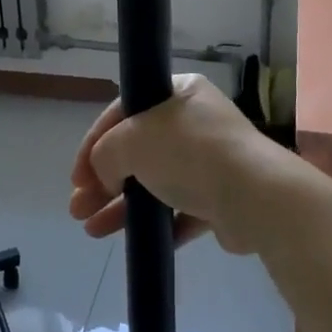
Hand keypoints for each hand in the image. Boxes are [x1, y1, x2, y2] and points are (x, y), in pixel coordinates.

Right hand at [67, 74, 297, 254]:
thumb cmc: (190, 153)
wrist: (255, 197)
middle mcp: (194, 121)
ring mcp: (210, 160)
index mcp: (177, 92)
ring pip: (154, 182)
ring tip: (91, 231)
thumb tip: (106, 175)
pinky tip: (131, 239)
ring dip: (121, 206)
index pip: (123, 112)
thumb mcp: (133, 140)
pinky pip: (178, 209)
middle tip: (77, 208)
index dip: (93, 143)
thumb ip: (106, 154)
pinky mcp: (221, 198)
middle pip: (137, 150)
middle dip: (103, 180)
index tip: (75, 176)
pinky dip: (154, 222)